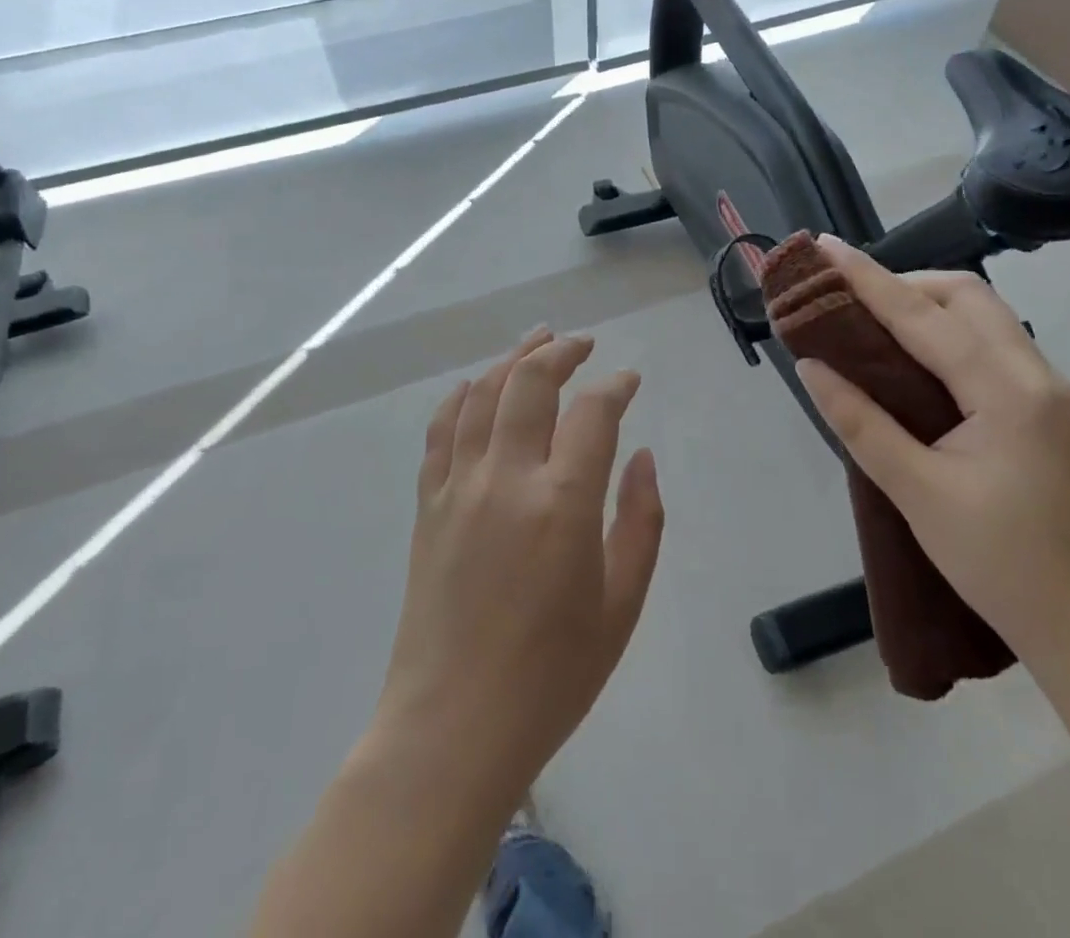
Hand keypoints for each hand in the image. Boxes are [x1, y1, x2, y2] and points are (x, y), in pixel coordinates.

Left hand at [373, 329, 664, 805]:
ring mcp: (459, 487)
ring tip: (536, 341)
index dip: (615, 386)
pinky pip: (440, 432)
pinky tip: (474, 386)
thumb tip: (641, 457)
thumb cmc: (552, 676)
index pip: (592, 412)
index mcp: (563, 502)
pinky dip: (459, 398)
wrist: (453, 727)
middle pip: (530, 383)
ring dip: (512, 360)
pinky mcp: (429, 505)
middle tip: (582, 344)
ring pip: (483, 395)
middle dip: (561, 352)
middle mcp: (507, 478)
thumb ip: (640, 522)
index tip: (628, 381)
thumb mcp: (621, 606)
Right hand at [795, 238, 1069, 668]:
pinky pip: (994, 348)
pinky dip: (949, 336)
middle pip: (968, 297)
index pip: (924, 316)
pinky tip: (917, 363)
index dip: (868, 279)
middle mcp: (1038, 376)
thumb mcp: (919, 495)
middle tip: (849, 299)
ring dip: (928, 306)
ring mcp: (1052, 393)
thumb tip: (812, 367)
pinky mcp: (1051, 413)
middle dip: (905, 283)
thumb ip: (862, 423)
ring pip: (986, 318)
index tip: (824, 248)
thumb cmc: (1006, 567)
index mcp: (1009, 391)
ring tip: (873, 323)